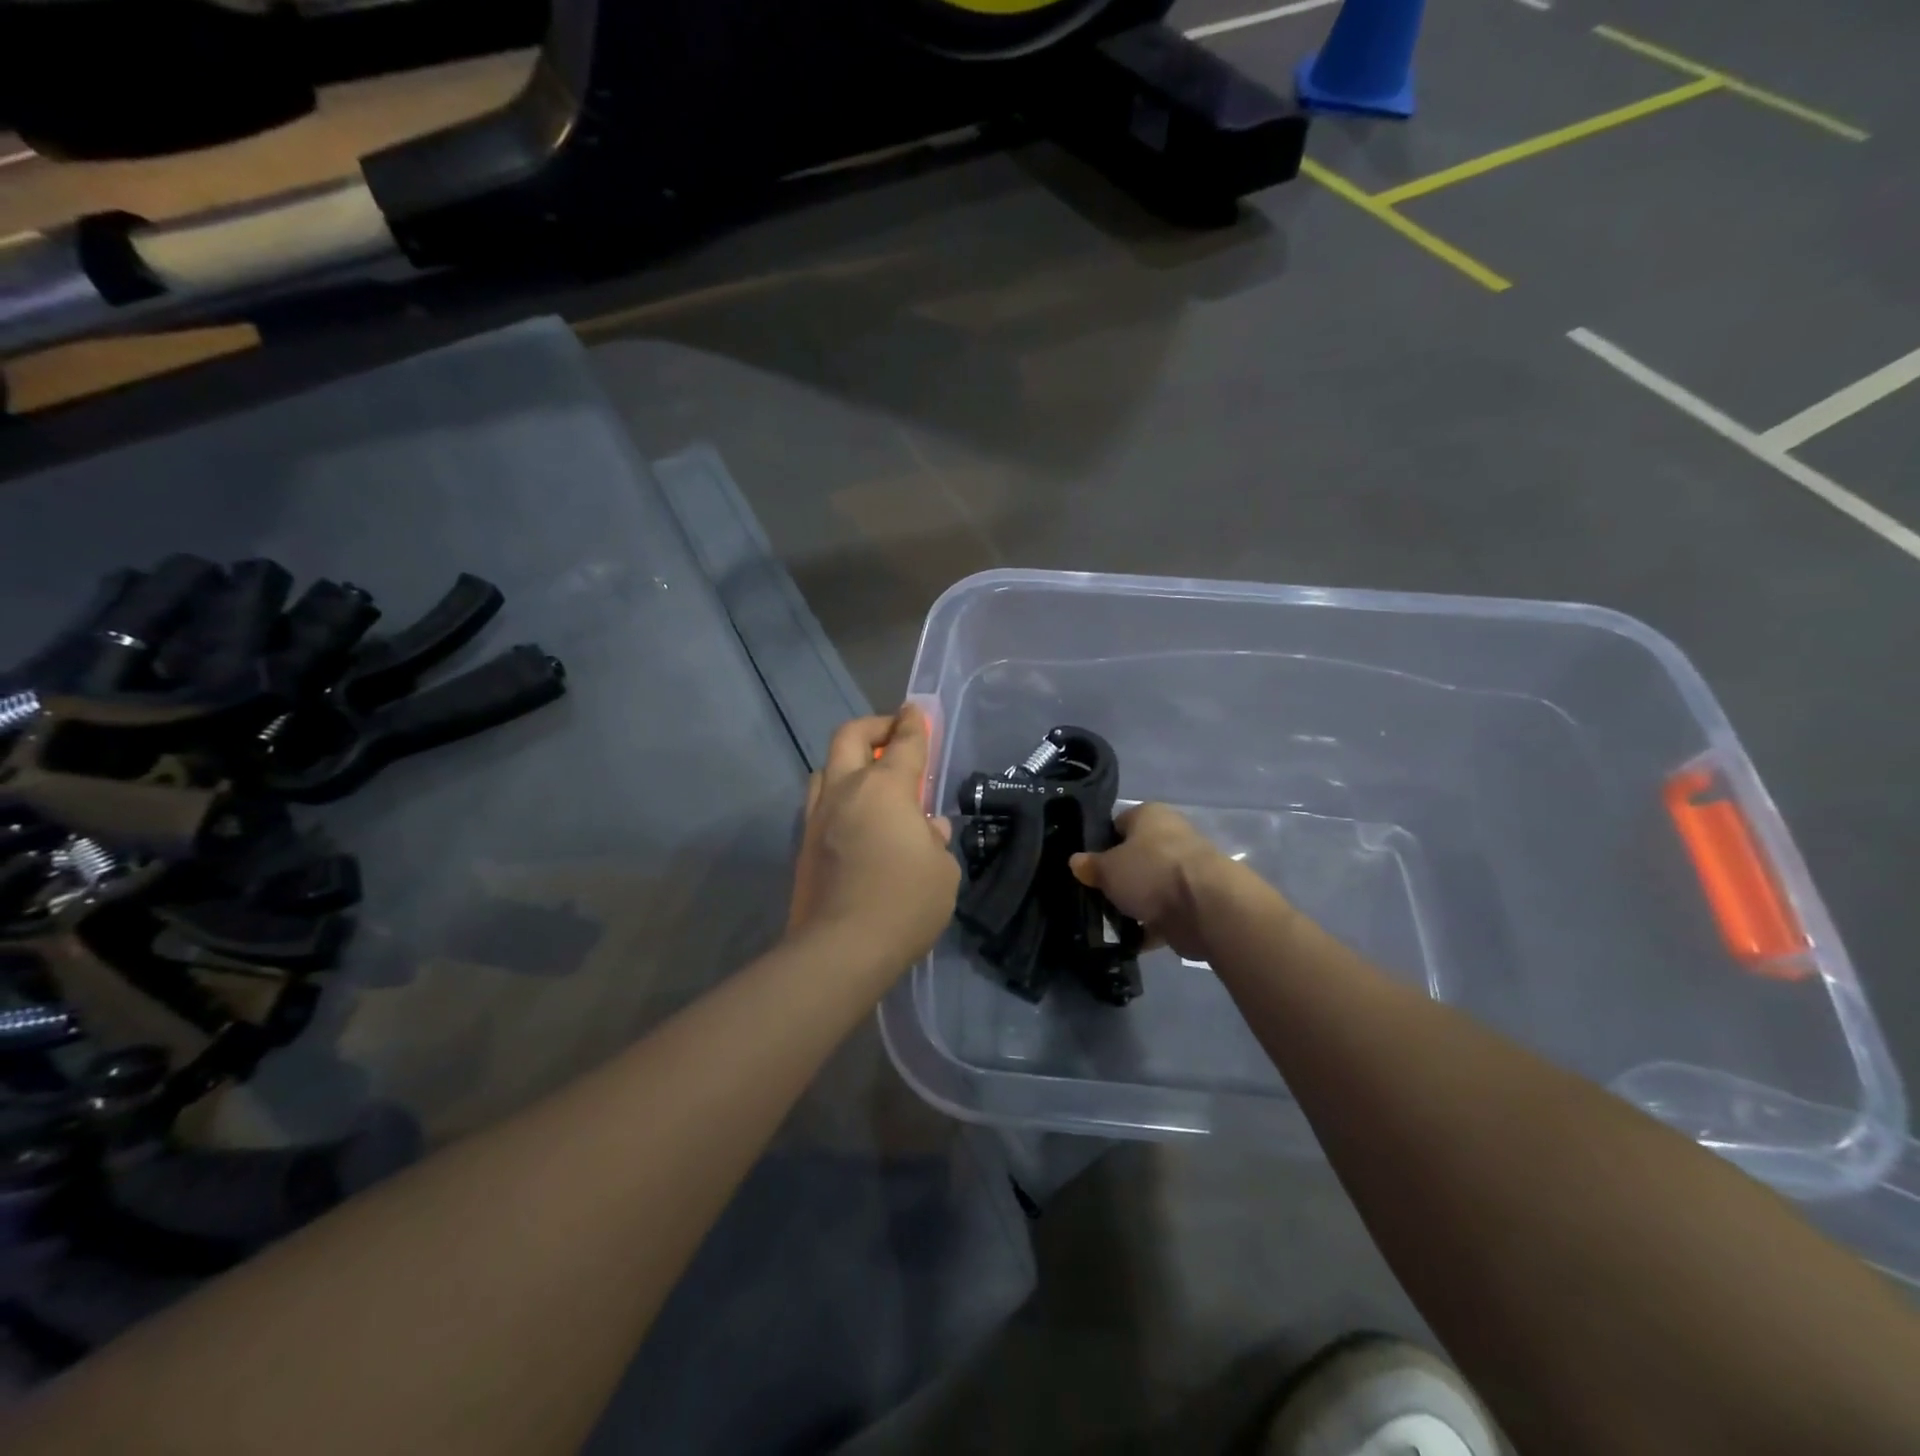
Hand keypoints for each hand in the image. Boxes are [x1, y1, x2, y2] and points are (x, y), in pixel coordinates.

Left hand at [787, 704, 959, 974]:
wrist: (839, 949)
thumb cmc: (904, 903)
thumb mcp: (942, 871)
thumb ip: (935, 840)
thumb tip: (927, 829)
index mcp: (885, 788)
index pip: (904, 742)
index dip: (914, 723)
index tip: (916, 710)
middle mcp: (847, 790)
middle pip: (850, 736)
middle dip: (873, 727)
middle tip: (892, 734)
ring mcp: (818, 816)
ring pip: (826, 767)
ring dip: (848, 760)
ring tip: (869, 777)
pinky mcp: (804, 844)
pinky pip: (820, 801)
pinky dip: (838, 795)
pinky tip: (854, 817)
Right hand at [1069, 803, 1240, 961]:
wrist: (1206, 907)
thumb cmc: (1151, 871)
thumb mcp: (1107, 867)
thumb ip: (1090, 865)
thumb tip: (1076, 862)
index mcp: (1150, 815)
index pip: (1118, 824)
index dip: (1099, 844)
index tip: (1084, 866)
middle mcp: (1170, 838)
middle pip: (1134, 857)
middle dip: (1116, 877)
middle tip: (1092, 894)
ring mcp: (1184, 872)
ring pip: (1149, 887)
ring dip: (1131, 904)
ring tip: (1104, 921)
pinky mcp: (1193, 903)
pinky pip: (1162, 914)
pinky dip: (1147, 927)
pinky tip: (1126, 940)